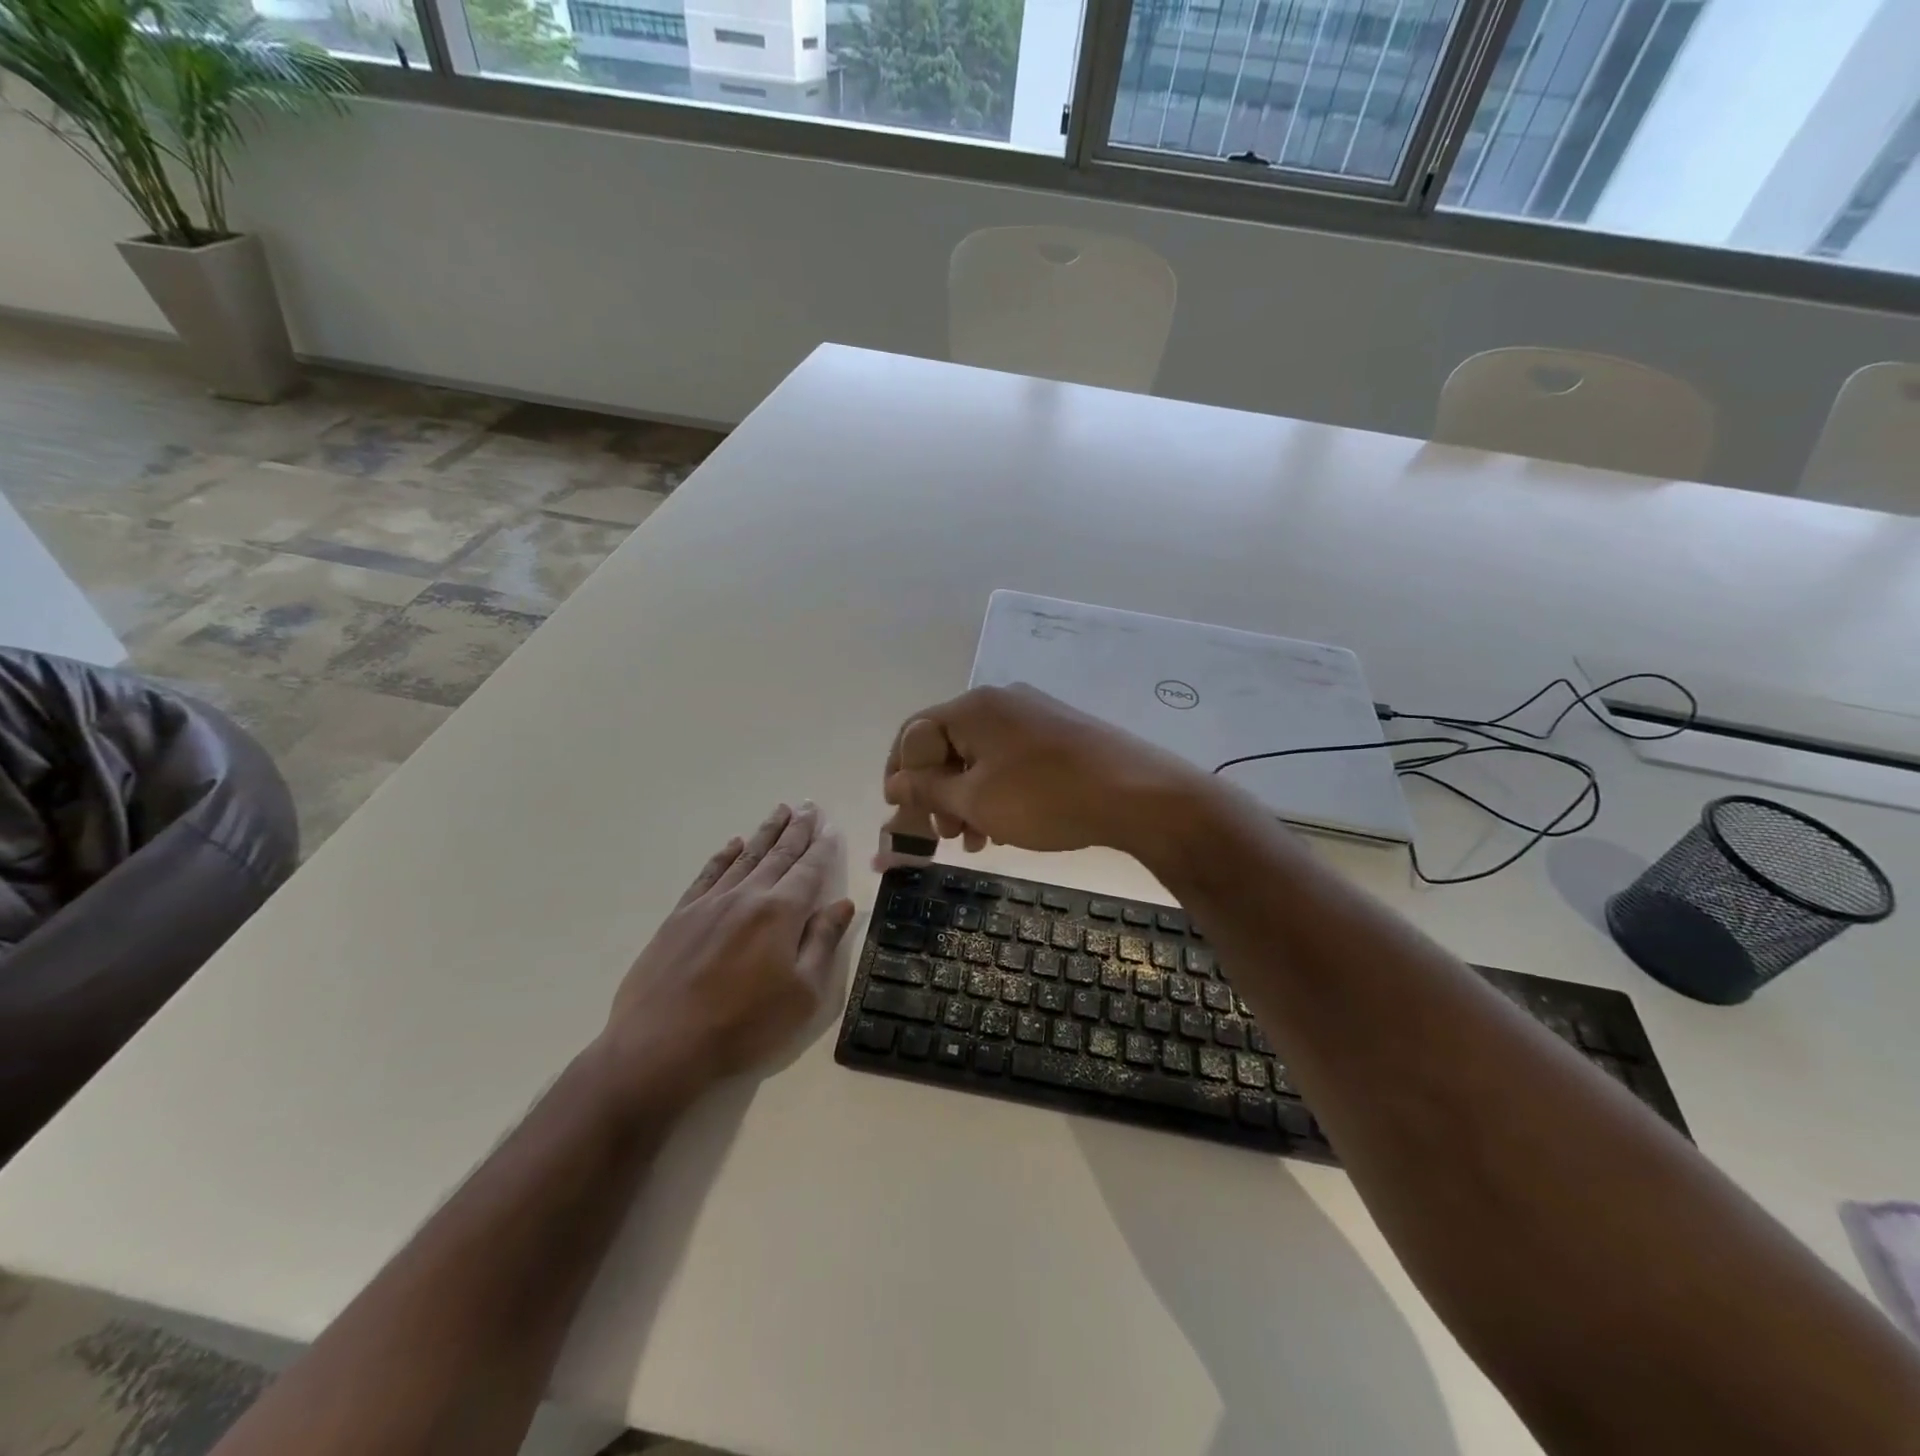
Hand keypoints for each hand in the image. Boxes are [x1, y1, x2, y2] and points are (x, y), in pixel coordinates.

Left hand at [604, 803, 854, 1098]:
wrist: (661, 1045)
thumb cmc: (744, 1025)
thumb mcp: (802, 993)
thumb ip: (823, 942)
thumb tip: (842, 903)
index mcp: (780, 913)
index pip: (809, 870)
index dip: (823, 847)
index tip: (831, 826)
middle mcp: (747, 896)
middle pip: (778, 855)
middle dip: (797, 829)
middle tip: (808, 805)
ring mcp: (709, 903)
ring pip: (745, 857)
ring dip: (765, 832)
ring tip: (779, 810)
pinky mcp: (680, 916)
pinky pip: (708, 874)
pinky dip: (723, 856)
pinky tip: (733, 844)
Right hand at [881, 684, 1204, 855]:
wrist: (1136, 794)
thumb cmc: (1044, 798)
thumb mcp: (975, 800)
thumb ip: (927, 789)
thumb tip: (893, 783)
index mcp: (972, 707)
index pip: (913, 733)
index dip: (899, 774)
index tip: (899, 814)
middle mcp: (1000, 702)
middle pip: (947, 745)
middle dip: (937, 793)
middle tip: (943, 835)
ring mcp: (1034, 715)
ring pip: (981, 757)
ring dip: (967, 798)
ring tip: (973, 840)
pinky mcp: (1059, 734)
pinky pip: (1010, 760)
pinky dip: (997, 791)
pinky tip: (1004, 827)